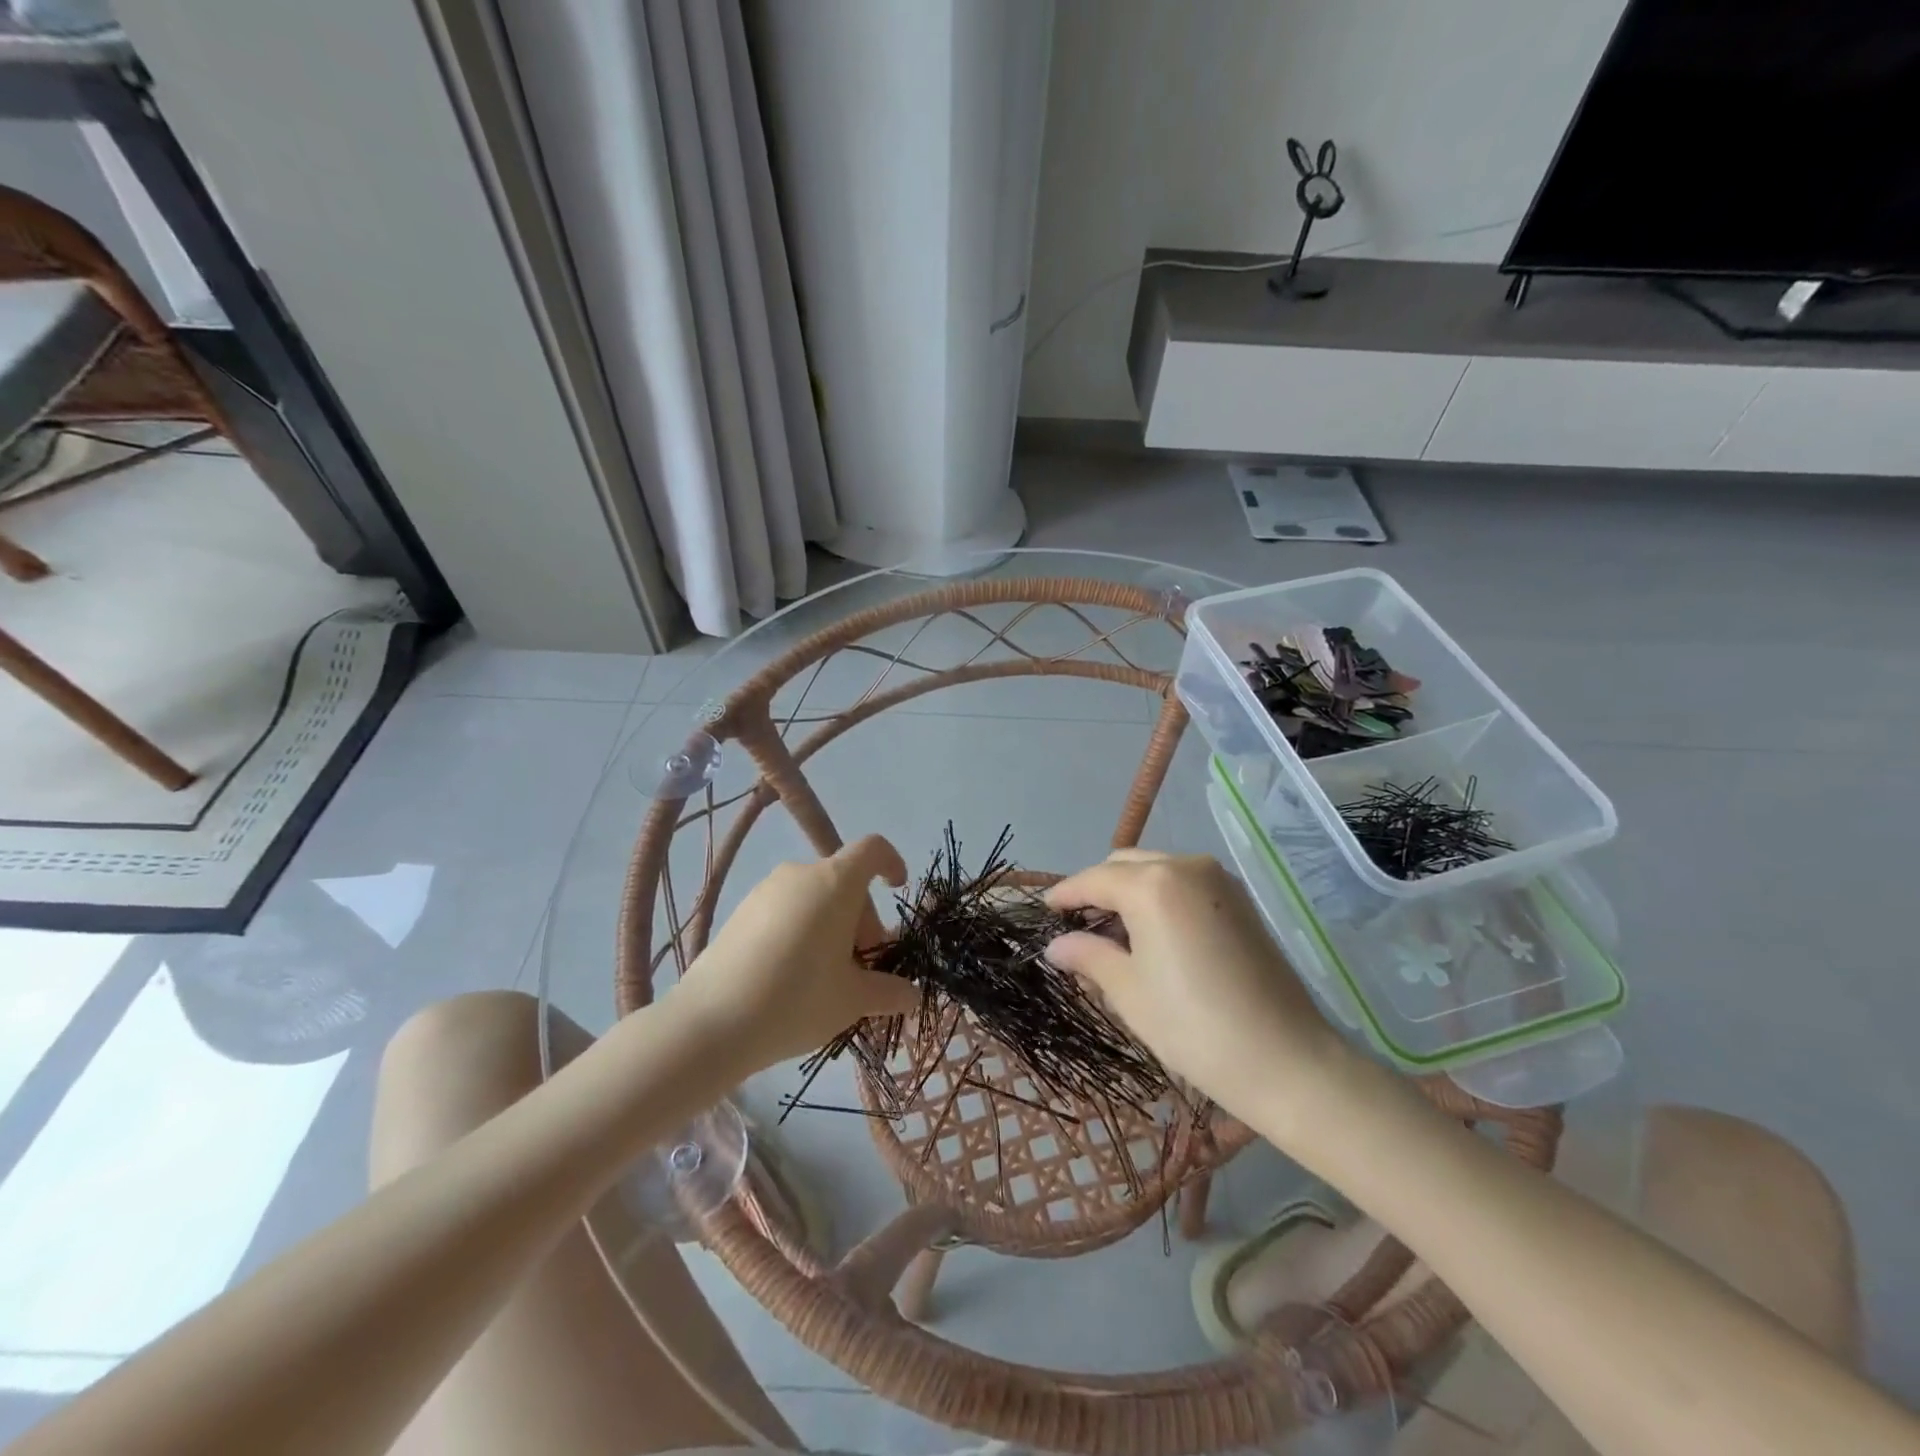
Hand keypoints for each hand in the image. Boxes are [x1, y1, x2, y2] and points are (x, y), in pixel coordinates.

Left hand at [672, 835, 919, 1071]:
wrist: (710, 1023)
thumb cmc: (797, 1000)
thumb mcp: (853, 1000)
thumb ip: (889, 991)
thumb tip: (911, 994)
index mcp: (835, 883)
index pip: (872, 849)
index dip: (891, 862)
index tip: (896, 890)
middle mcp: (800, 874)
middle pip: (844, 880)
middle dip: (861, 918)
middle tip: (861, 966)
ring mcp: (766, 891)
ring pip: (814, 897)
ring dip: (831, 926)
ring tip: (826, 976)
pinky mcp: (740, 912)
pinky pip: (786, 909)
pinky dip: (801, 930)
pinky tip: (790, 976)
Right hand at [1046, 849, 1355, 1125]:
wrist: (1288, 1061)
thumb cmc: (1195, 1028)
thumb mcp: (1129, 992)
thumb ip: (1088, 956)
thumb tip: (1056, 945)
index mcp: (1153, 885)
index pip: (1093, 879)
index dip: (1064, 895)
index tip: (1043, 912)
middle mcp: (1185, 866)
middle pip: (1124, 865)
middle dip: (1096, 889)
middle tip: (1076, 928)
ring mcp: (1218, 879)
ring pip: (1156, 869)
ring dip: (1128, 891)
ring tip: (1112, 934)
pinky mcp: (1239, 899)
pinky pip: (1183, 882)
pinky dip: (1158, 896)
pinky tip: (1151, 933)